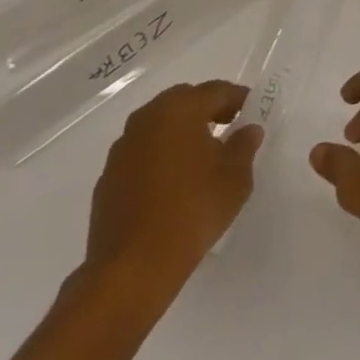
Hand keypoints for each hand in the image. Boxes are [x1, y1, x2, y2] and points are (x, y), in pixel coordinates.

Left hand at [78, 81, 262, 318]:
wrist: (132, 269)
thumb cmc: (192, 211)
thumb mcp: (235, 177)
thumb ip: (244, 146)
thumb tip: (248, 130)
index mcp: (179, 109)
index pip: (216, 91)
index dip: (239, 98)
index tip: (253, 112)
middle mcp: (146, 119)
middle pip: (183, 102)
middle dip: (207, 110)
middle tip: (229, 127)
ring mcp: (122, 150)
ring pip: (158, 127)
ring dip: (180, 134)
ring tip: (200, 157)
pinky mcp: (107, 179)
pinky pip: (141, 155)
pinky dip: (159, 158)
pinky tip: (172, 184)